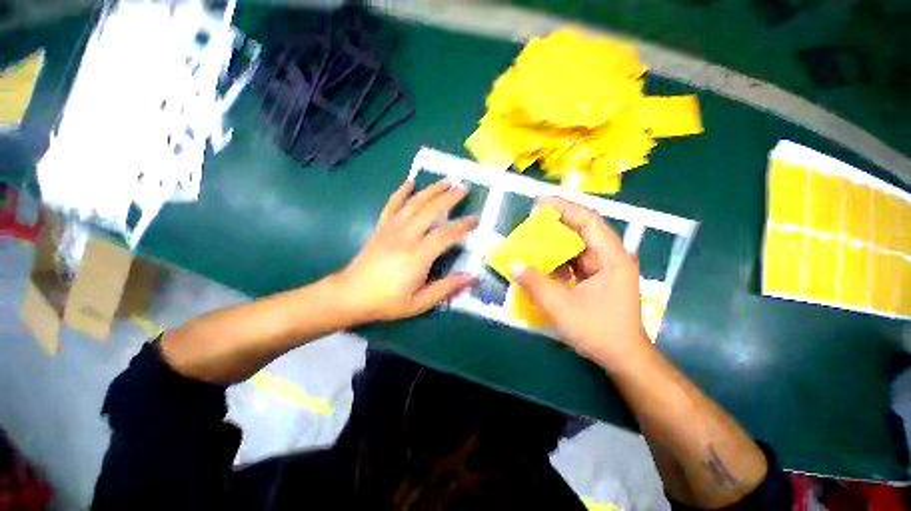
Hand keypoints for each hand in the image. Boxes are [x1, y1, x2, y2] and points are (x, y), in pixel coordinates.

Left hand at [335, 178, 477, 323]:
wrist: (351, 295)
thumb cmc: (387, 302)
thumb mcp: (420, 303)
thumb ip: (447, 288)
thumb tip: (473, 277)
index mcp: (418, 256)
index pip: (446, 234)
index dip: (462, 226)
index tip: (475, 219)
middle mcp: (406, 237)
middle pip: (431, 210)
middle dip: (450, 198)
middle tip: (464, 188)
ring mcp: (391, 229)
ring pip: (414, 203)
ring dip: (431, 190)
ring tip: (446, 180)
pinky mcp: (381, 227)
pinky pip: (391, 205)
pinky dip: (401, 191)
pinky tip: (410, 182)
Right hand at [511, 197, 650, 369]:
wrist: (623, 358)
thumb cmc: (599, 332)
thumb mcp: (562, 308)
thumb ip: (536, 284)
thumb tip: (514, 264)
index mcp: (612, 258)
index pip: (589, 221)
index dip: (564, 207)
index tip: (540, 202)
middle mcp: (610, 258)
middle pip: (582, 231)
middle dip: (556, 224)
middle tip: (531, 221)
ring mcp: (604, 269)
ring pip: (576, 247)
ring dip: (555, 244)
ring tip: (532, 241)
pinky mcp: (597, 280)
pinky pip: (574, 262)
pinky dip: (557, 261)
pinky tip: (542, 266)